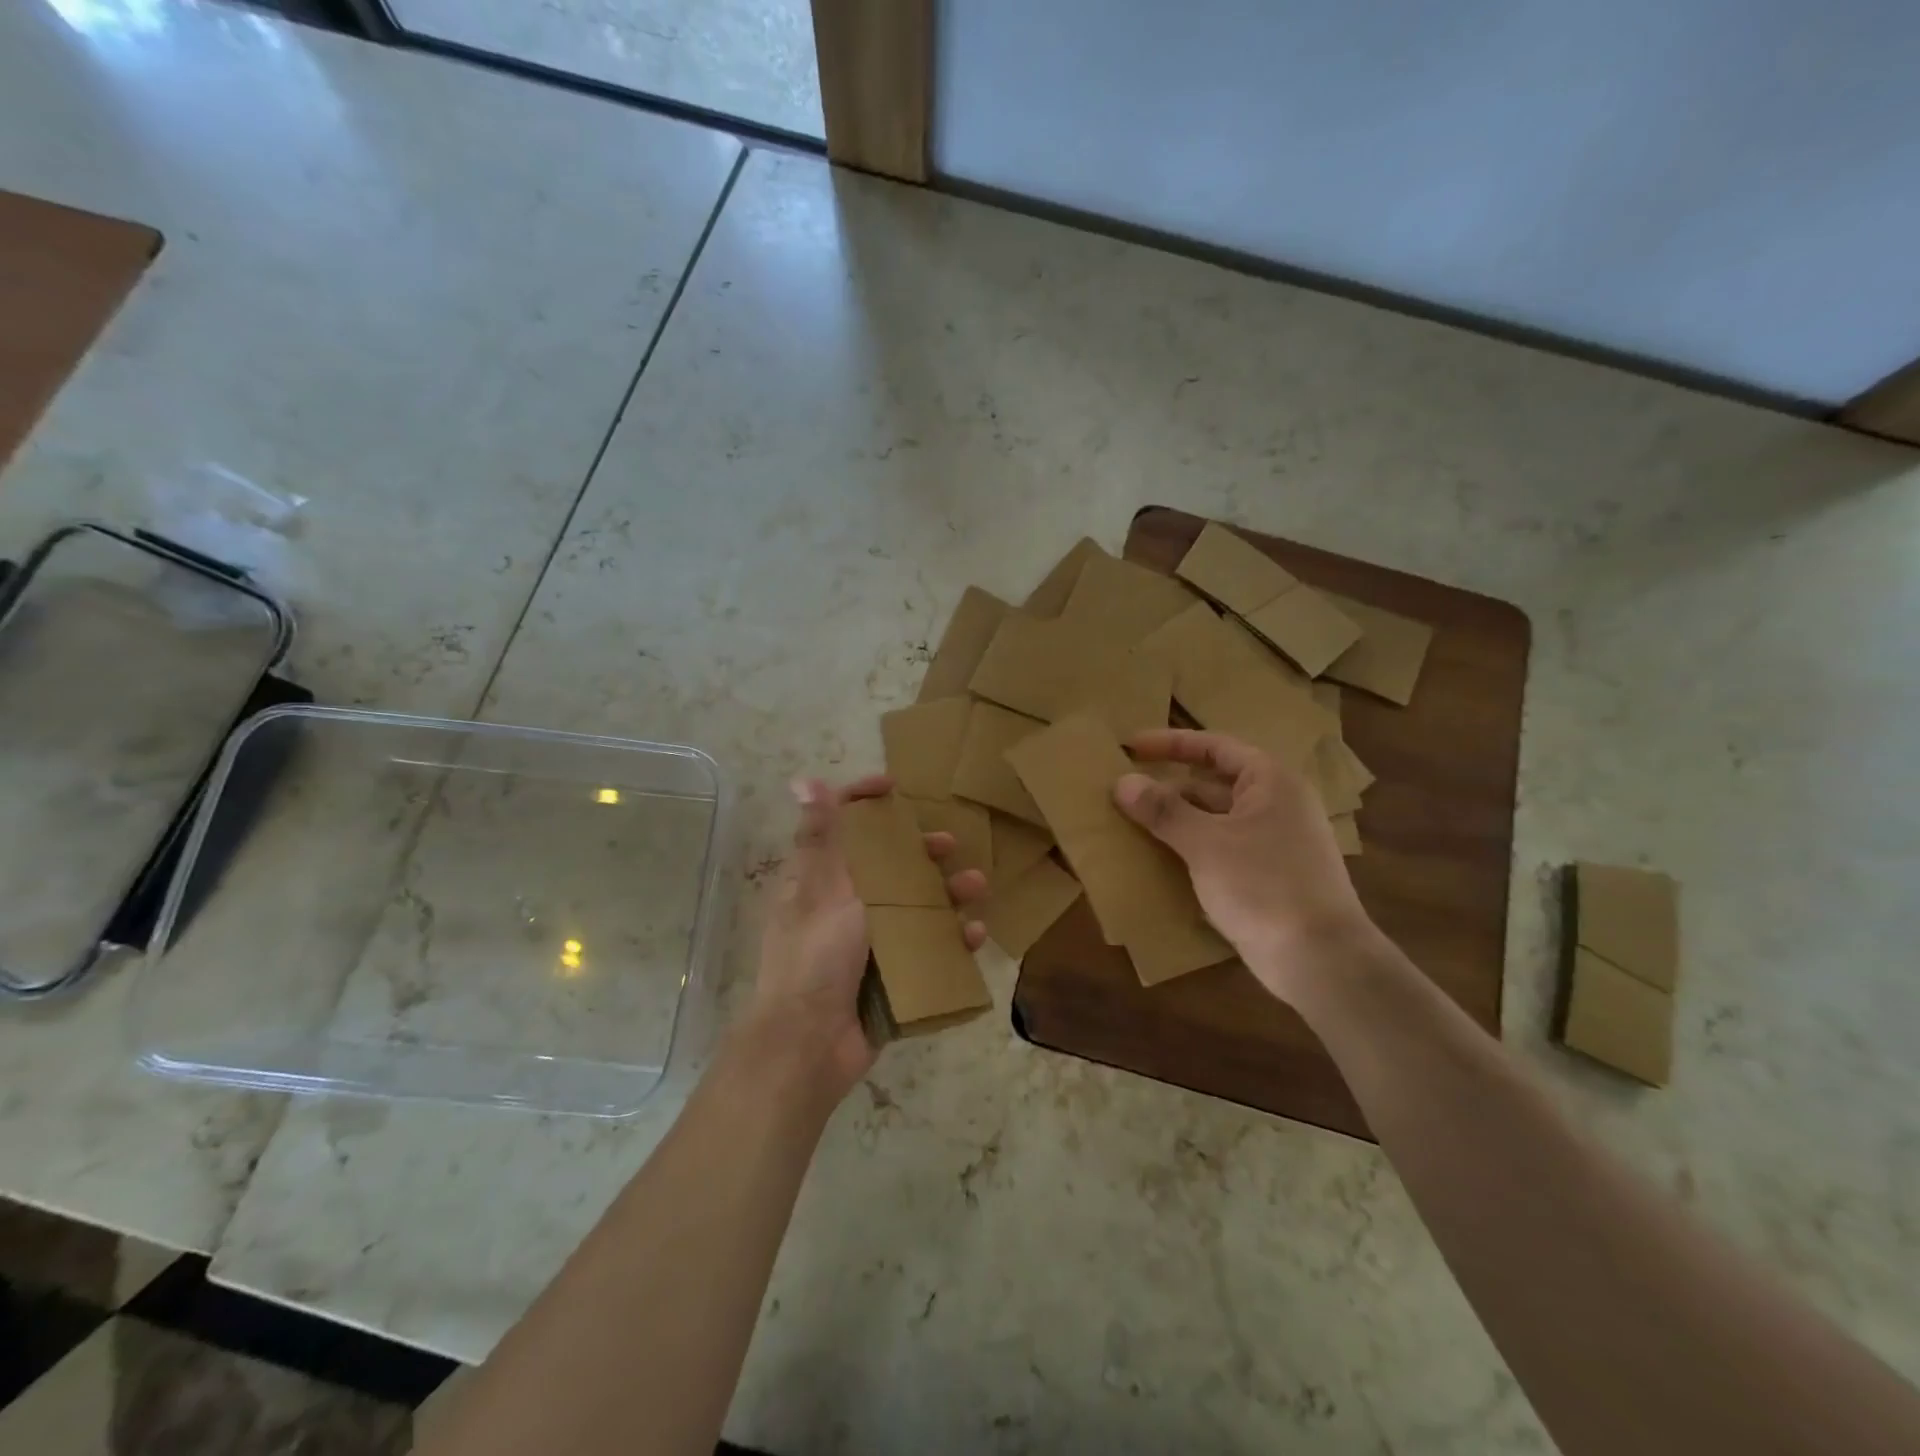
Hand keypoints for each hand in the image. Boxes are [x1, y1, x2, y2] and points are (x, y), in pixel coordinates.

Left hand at [745, 774, 986, 1098]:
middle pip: (886, 866)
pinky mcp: (891, 976)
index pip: (840, 829)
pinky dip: (951, 941)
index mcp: (820, 882)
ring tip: (977, 886)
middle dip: (919, 852)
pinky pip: (927, 951)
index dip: (863, 804)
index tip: (894, 789)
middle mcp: (844, 908)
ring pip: (914, 907)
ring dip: (946, 893)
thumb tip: (802, 778)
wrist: (809, 1045)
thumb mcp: (821, 890)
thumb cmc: (814, 957)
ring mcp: (869, 944)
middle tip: (948, 844)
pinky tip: (973, 935)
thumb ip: (820, 836)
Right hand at [1113, 729, 1371, 1003]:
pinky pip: (1221, 850)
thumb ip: (1164, 811)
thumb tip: (1122, 782)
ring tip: (1131, 825)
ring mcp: (1274, 843)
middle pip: (1212, 784)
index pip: (1214, 747)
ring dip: (1176, 821)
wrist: (1320, 959)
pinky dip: (1191, 849)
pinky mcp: (1268, 877)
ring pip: (1214, 820)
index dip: (1170, 744)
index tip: (1130, 747)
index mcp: (1270, 782)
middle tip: (1123, 793)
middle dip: (1168, 788)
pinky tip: (1159, 862)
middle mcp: (1276, 805)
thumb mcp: (1206, 844)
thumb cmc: (1264, 885)